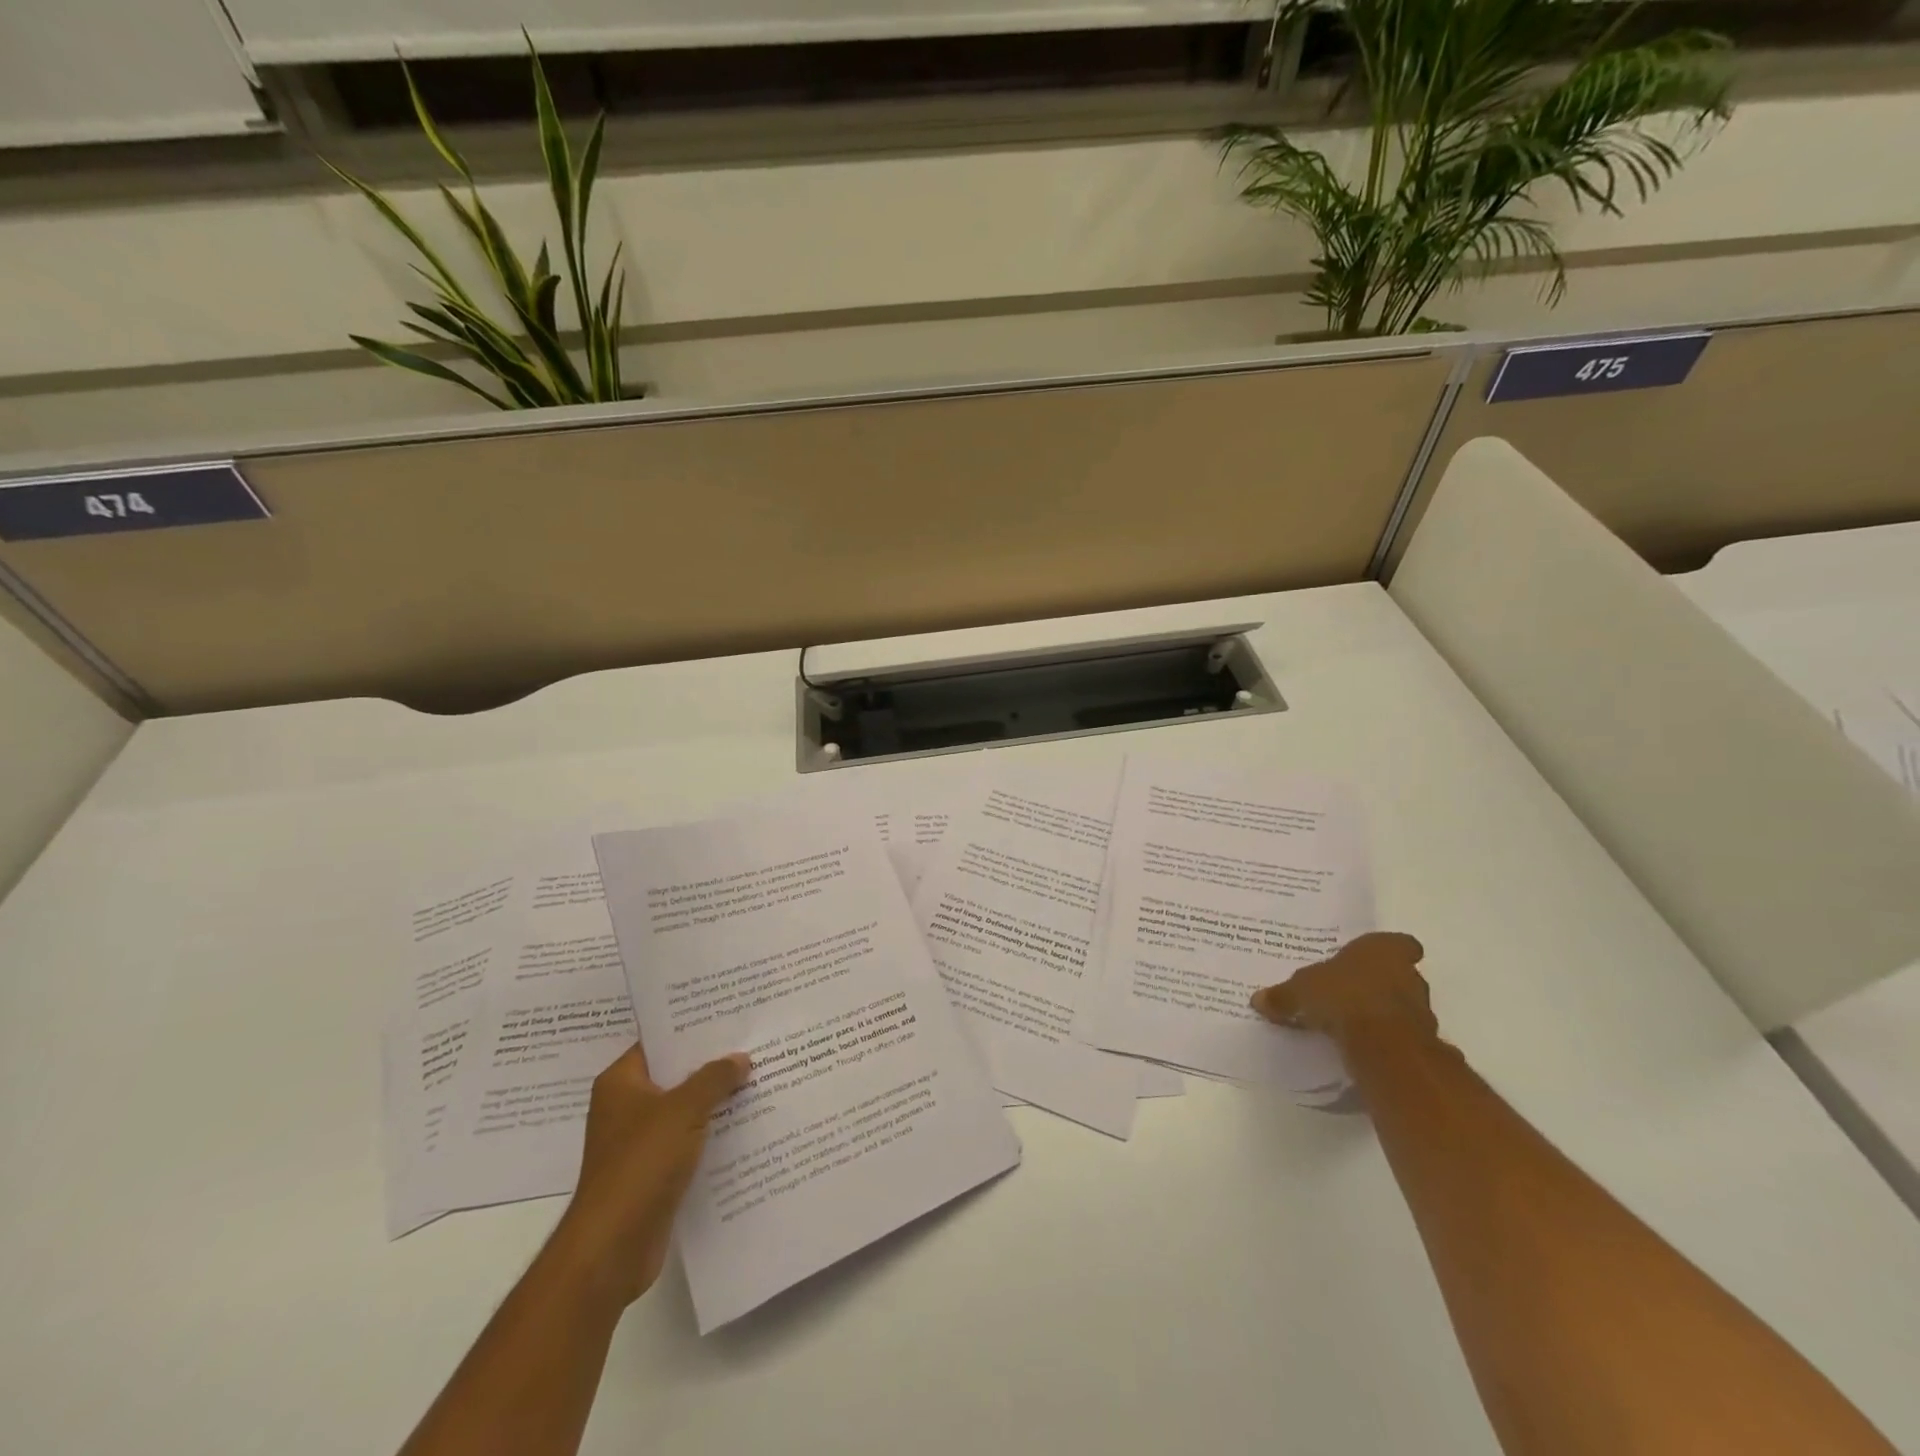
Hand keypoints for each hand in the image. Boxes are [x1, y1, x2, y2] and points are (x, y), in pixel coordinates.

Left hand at [553, 1043, 750, 1309]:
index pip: (659, 1042)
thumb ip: (714, 1078)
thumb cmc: (640, 1165)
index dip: (693, 1028)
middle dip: (712, 1064)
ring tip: (760, 1079)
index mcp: (621, 1083)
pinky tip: (747, 1125)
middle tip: (754, 1043)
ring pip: (685, 1110)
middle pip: (675, 1075)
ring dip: (716, 1101)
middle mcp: (626, 1107)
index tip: (730, 1015)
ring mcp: (639, 1142)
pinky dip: (712, 1134)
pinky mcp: (653, 1173)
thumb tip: (740, 1057)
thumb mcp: (683, 1110)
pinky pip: (689, 1141)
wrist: (611, 1249)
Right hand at [1250, 932, 1435, 1046]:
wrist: (1382, 1044)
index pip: (1400, 944)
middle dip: (1380, 983)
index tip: (1372, 961)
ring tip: (1353, 1022)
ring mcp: (1419, 1009)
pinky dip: (1385, 1039)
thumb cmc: (1342, 996)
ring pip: (1402, 1005)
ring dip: (1383, 1012)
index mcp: (1382, 950)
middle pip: (1400, 975)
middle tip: (1351, 991)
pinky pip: (1400, 1034)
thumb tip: (1257, 999)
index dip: (1390, 951)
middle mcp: (1408, 974)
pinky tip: (1362, 1045)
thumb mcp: (1300, 992)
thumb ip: (1283, 996)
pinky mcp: (1421, 1041)